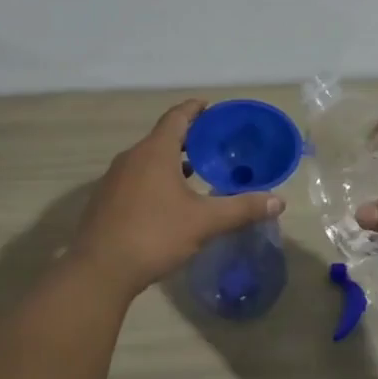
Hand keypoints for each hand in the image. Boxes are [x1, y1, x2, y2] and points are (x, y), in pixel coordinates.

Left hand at [71, 99, 283, 297]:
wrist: (99, 271)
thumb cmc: (154, 235)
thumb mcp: (204, 222)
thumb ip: (242, 208)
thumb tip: (279, 201)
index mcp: (155, 151)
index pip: (177, 117)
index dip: (195, 109)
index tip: (210, 107)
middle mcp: (132, 157)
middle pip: (162, 136)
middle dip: (188, 137)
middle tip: (213, 143)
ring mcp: (114, 178)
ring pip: (147, 158)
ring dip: (170, 160)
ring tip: (195, 172)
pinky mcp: (105, 200)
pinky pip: (135, 177)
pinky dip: (155, 178)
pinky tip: (168, 201)